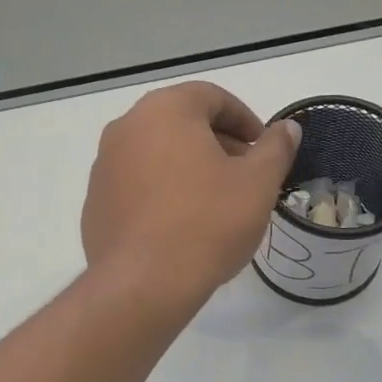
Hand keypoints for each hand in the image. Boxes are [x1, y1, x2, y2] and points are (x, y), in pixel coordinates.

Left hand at [82, 82, 300, 308]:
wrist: (142, 284)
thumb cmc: (207, 223)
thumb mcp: (257, 184)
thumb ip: (275, 149)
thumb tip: (287, 129)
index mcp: (165, 110)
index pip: (211, 97)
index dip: (245, 120)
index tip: (263, 149)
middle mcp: (126, 128)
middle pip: (181, 122)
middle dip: (217, 143)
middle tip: (244, 175)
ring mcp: (104, 166)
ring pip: (156, 153)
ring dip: (188, 167)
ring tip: (215, 202)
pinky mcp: (94, 202)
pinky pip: (136, 184)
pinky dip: (161, 191)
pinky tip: (180, 224)